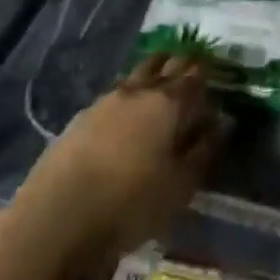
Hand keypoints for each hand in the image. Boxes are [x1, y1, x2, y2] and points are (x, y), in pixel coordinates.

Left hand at [20, 54, 227, 256]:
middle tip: (190, 67)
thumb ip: (204, 149)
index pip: (193, 76)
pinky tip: (127, 112)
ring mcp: (105, 101)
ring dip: (151, 74)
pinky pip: (114, 95)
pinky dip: (128, 95)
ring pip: (136, 75)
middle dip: (179, 63)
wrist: (56, 216)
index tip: (216, 69)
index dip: (206, 71)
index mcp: (168, 103)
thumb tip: (222, 122)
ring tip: (159, 82)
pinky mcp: (80, 118)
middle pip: (163, 64)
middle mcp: (138, 91)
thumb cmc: (130, 203)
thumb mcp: (180, 185)